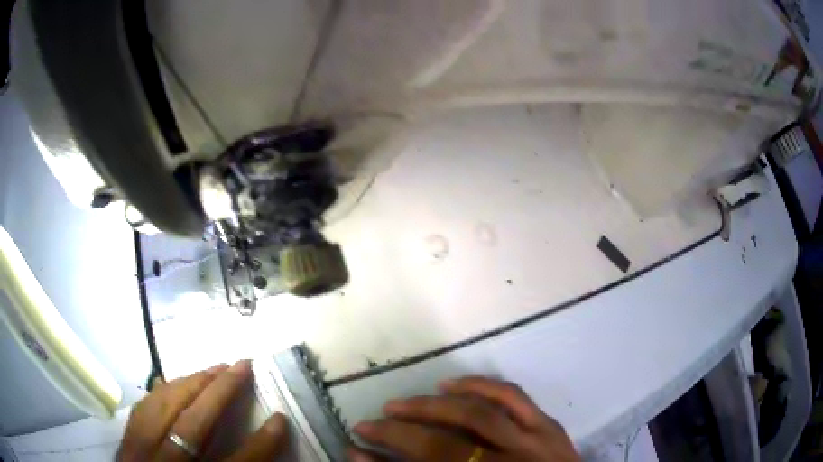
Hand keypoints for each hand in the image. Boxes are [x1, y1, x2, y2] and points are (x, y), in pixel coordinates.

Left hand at [117, 361, 287, 461]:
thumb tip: (265, 442)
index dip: (261, 444)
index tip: (280, 419)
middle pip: (193, 426)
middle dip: (220, 393)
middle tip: (241, 365)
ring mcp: (140, 452)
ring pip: (163, 409)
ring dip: (190, 384)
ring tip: (213, 368)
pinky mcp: (126, 442)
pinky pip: (143, 409)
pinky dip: (161, 392)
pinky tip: (172, 382)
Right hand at [348, 376, 579, 461]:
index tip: (353, 448)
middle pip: (441, 446)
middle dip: (397, 433)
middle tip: (368, 423)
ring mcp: (533, 442)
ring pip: (475, 415)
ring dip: (430, 407)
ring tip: (399, 404)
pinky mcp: (548, 426)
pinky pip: (512, 397)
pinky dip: (479, 385)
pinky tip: (452, 384)